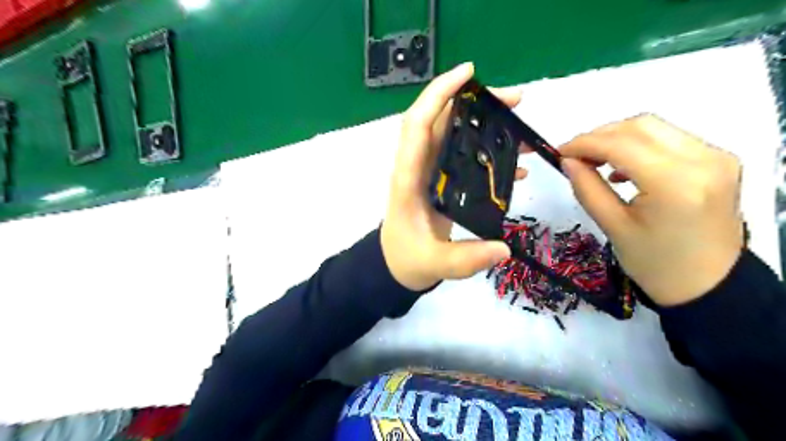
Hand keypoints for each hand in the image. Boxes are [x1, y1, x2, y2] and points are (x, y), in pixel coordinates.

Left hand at [382, 60, 527, 289]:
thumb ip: (466, 259)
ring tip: (520, 125)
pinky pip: (463, 156)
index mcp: (409, 179)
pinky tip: (514, 165)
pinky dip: (487, 152)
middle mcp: (418, 168)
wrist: (396, 264)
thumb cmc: (406, 259)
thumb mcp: (434, 263)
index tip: (469, 74)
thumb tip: (504, 250)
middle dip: (475, 103)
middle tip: (516, 101)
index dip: (438, 95)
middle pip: (442, 121)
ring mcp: (430, 173)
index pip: (418, 125)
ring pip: (454, 135)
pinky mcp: (441, 181)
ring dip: (485, 124)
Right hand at [559, 114, 744, 306]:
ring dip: (618, 138)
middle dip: (600, 135)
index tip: (559, 152)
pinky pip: (670, 139)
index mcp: (675, 184)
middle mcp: (703, 161)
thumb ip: (587, 188)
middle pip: (641, 126)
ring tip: (595, 161)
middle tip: (574, 156)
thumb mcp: (613, 227)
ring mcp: (716, 157)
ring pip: (655, 128)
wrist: (709, 285)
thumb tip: (567, 160)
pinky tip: (623, 168)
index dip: (584, 143)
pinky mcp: (718, 161)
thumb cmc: (655, 264)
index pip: (621, 145)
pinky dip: (639, 145)